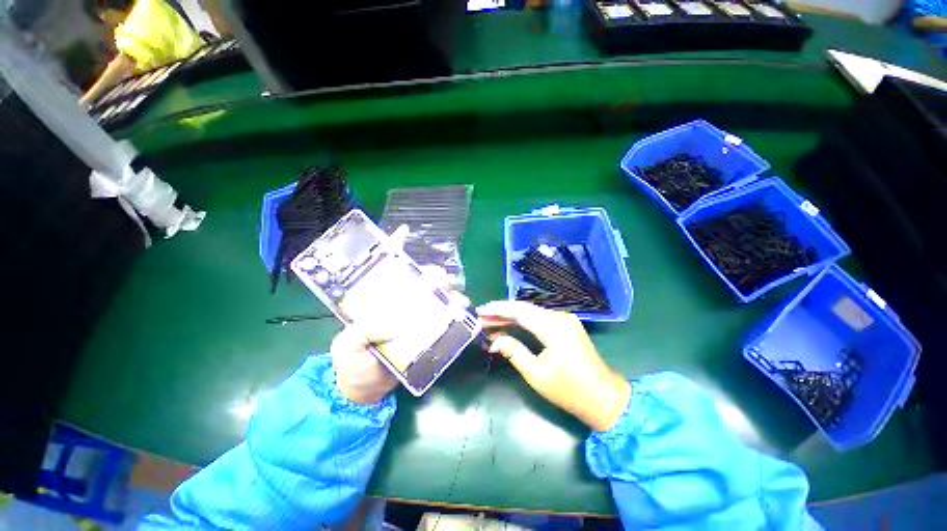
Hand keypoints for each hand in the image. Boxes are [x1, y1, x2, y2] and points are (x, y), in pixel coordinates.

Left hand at [330, 224, 466, 403]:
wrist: (365, 391)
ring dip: (446, 292)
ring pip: (432, 297)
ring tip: (456, 296)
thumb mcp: (348, 346)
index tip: (404, 232)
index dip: (393, 248)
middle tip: (440, 278)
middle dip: (430, 274)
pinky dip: (452, 311)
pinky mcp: (424, 332)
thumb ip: (361, 332)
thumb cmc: (351, 365)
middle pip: (415, 281)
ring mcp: (412, 317)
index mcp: (375, 300)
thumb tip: (390, 323)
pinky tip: (460, 309)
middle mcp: (397, 303)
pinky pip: (441, 317)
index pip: (384, 269)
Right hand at [477, 301, 631, 431]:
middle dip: (501, 312)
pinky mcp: (566, 325)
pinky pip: (539, 318)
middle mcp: (560, 317)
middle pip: (525, 308)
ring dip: (511, 316)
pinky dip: (523, 321)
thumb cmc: (570, 390)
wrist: (605, 397)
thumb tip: (494, 341)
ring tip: (490, 322)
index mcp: (554, 328)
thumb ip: (514, 352)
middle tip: (481, 317)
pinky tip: (509, 326)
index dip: (498, 310)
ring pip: (531, 312)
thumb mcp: (537, 374)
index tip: (480, 311)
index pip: (520, 311)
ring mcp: (565, 319)